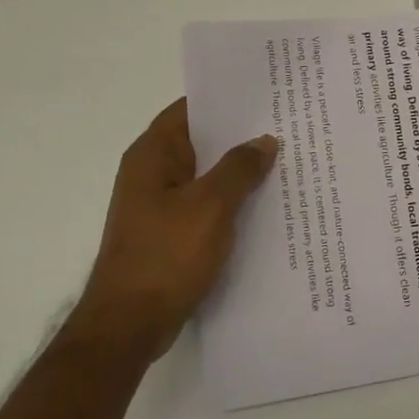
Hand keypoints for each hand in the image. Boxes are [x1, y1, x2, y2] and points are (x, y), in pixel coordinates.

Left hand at [84, 99, 276, 360]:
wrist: (129, 325)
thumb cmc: (166, 255)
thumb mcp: (211, 206)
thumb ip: (240, 168)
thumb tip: (264, 141)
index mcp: (153, 155)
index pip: (191, 109)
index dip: (227, 99)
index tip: (267, 94)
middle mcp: (153, 173)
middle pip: (202, 142)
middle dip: (241, 136)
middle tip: (288, 126)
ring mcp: (160, 205)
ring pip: (207, 176)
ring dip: (239, 172)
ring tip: (286, 162)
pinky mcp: (170, 233)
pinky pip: (206, 206)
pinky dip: (232, 202)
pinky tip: (266, 206)